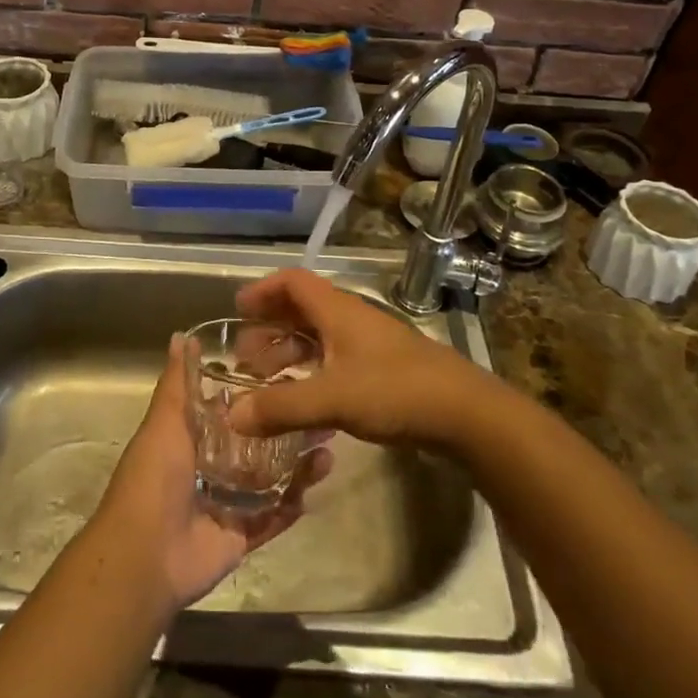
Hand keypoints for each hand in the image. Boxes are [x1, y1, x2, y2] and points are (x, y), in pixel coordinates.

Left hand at [91, 342, 331, 612]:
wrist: (146, 555)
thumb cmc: (154, 478)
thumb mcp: (164, 422)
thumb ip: (177, 383)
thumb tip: (181, 335)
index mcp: (192, 439)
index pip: (231, 409)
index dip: (258, 393)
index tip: (291, 372)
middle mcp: (212, 468)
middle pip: (257, 444)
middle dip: (287, 429)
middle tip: (322, 411)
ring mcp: (229, 503)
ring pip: (271, 479)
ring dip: (298, 465)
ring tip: (328, 447)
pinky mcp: (242, 535)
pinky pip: (273, 517)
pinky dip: (293, 504)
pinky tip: (317, 484)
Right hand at [228, 268, 496, 448]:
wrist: (466, 413)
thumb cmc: (396, 391)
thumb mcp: (332, 399)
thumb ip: (281, 407)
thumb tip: (232, 415)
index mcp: (338, 311)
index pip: (293, 282)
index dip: (263, 290)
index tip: (238, 310)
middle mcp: (352, 319)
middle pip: (303, 310)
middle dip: (271, 328)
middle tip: (245, 356)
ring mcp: (371, 345)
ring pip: (321, 337)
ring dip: (291, 352)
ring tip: (267, 381)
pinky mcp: (385, 370)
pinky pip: (337, 360)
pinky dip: (313, 372)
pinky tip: (305, 400)